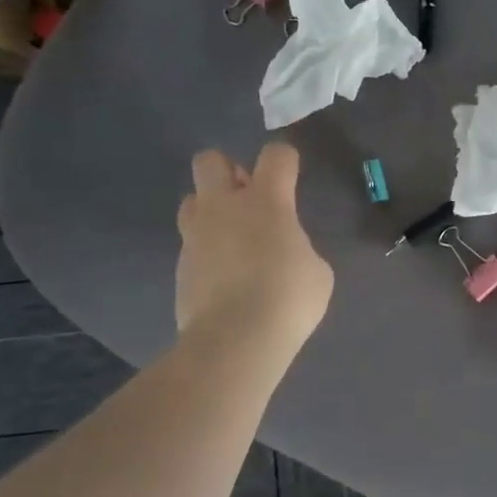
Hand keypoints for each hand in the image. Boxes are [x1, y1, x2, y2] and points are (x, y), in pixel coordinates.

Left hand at [175, 143, 333, 334]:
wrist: (235, 341)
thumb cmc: (288, 298)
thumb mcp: (316, 270)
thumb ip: (298, 247)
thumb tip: (284, 251)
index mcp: (266, 201)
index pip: (275, 155)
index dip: (285, 159)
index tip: (291, 173)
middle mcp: (224, 207)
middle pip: (210, 160)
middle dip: (228, 170)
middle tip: (249, 197)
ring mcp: (196, 236)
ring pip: (191, 200)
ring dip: (211, 208)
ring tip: (233, 236)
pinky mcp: (181, 267)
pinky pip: (192, 243)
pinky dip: (207, 250)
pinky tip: (226, 275)